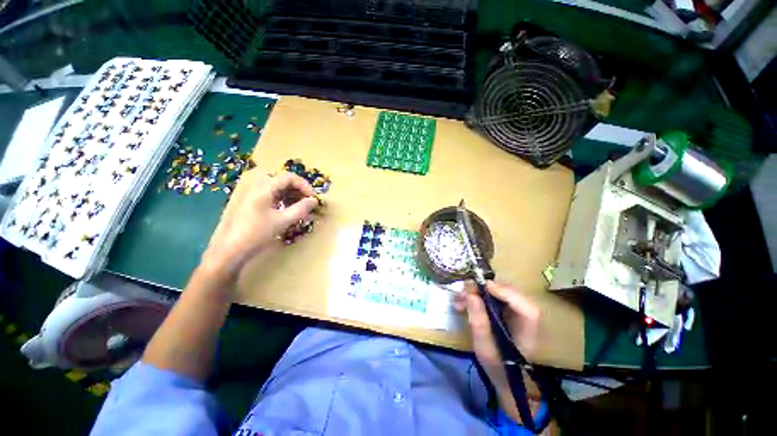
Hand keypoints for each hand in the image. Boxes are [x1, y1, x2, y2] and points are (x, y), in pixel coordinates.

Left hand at [201, 170, 318, 278]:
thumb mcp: (283, 221)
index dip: (305, 186)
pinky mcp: (248, 201)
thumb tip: (315, 200)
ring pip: (276, 188)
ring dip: (291, 196)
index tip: (313, 198)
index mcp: (264, 187)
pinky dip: (281, 200)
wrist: (229, 250)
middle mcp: (256, 185)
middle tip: (307, 204)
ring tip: (300, 209)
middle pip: (283, 181)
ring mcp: (250, 193)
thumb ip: (301, 209)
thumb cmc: (257, 234)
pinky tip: (287, 211)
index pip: (290, 177)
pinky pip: (269, 195)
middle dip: (298, 191)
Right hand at [455, 281, 540, 420]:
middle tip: (463, 292)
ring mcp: (516, 311)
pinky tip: (463, 303)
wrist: (504, 376)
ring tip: (459, 300)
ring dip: (477, 292)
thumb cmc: (496, 365)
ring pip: (499, 291)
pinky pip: (492, 296)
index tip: (483, 287)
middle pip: (509, 293)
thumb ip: (479, 321)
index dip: (506, 292)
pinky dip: (477, 296)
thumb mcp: (484, 347)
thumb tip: (470, 294)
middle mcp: (525, 316)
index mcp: (528, 330)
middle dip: (485, 289)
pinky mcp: (506, 310)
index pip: (525, 307)